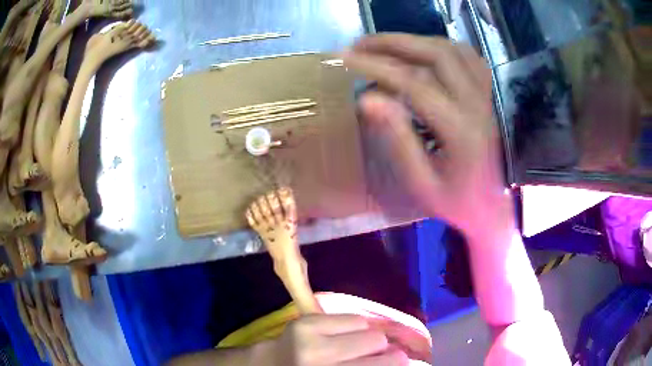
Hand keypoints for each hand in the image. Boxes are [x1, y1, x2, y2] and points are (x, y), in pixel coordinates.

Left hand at [268, 314, 406, 365]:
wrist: (274, 364)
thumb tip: (399, 360)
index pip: (375, 365)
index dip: (395, 363)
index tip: (404, 361)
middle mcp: (319, 358)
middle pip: (376, 342)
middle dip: (383, 350)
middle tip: (383, 354)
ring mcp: (310, 336)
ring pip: (366, 326)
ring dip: (367, 337)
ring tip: (356, 346)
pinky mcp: (305, 320)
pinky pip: (351, 317)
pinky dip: (354, 327)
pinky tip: (343, 336)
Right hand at [343, 34, 511, 240]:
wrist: (489, 208)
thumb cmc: (454, 203)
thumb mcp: (420, 182)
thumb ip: (397, 140)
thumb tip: (367, 99)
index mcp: (460, 130)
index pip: (414, 83)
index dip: (376, 66)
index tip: (345, 58)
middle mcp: (476, 104)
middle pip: (436, 54)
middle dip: (394, 43)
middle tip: (359, 44)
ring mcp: (484, 96)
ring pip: (453, 49)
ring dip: (416, 41)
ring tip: (384, 45)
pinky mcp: (485, 95)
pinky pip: (468, 57)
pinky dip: (441, 46)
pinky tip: (422, 51)